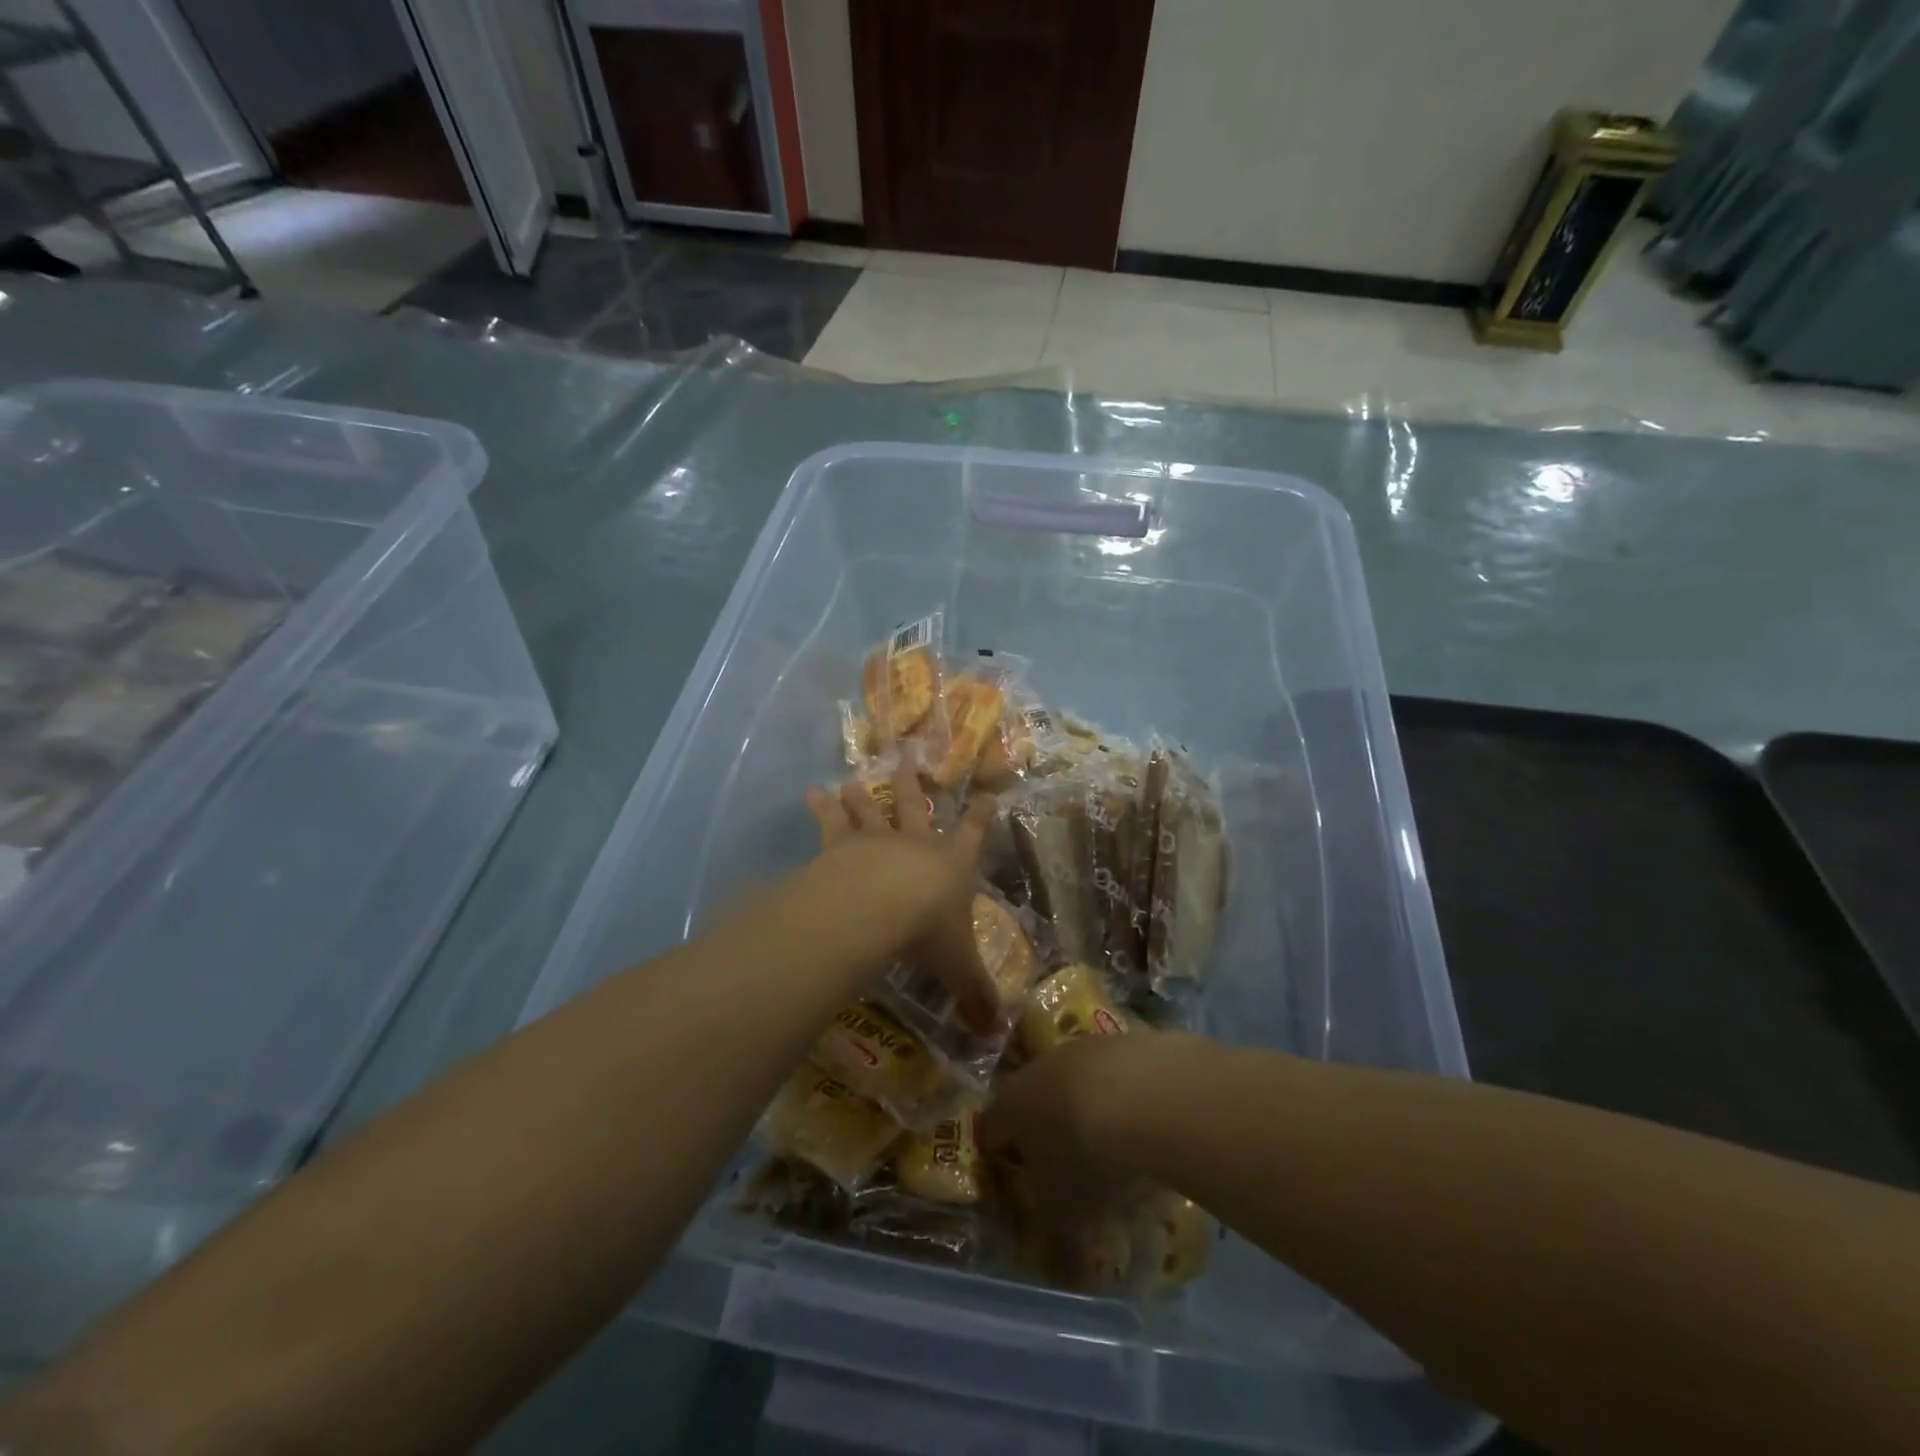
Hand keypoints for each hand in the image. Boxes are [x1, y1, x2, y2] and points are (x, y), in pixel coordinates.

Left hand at [806, 763, 998, 1032]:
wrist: (880, 906)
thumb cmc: (927, 930)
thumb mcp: (958, 967)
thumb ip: (976, 996)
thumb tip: (996, 1032)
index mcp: (950, 865)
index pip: (972, 834)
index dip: (980, 815)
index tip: (986, 793)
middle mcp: (914, 845)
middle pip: (914, 807)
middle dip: (912, 784)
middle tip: (907, 757)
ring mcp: (875, 842)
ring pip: (869, 811)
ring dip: (860, 795)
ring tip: (849, 778)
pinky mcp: (839, 848)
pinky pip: (830, 824)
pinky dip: (822, 808)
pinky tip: (810, 791)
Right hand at [980, 1031, 1155, 1235]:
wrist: (1146, 1095)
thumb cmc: (1088, 1161)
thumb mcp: (1068, 1217)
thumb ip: (1060, 1243)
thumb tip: (1065, 1270)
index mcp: (1010, 1107)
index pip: (990, 1129)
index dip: (1000, 1155)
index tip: (1015, 1179)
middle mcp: (1037, 1068)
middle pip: (1033, 1099)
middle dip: (1045, 1129)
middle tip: (1066, 1166)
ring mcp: (1080, 1048)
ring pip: (1074, 1081)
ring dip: (1085, 1108)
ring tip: (1112, 1146)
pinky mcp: (1122, 1040)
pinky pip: (1115, 1073)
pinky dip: (1123, 1095)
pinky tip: (1144, 1122)